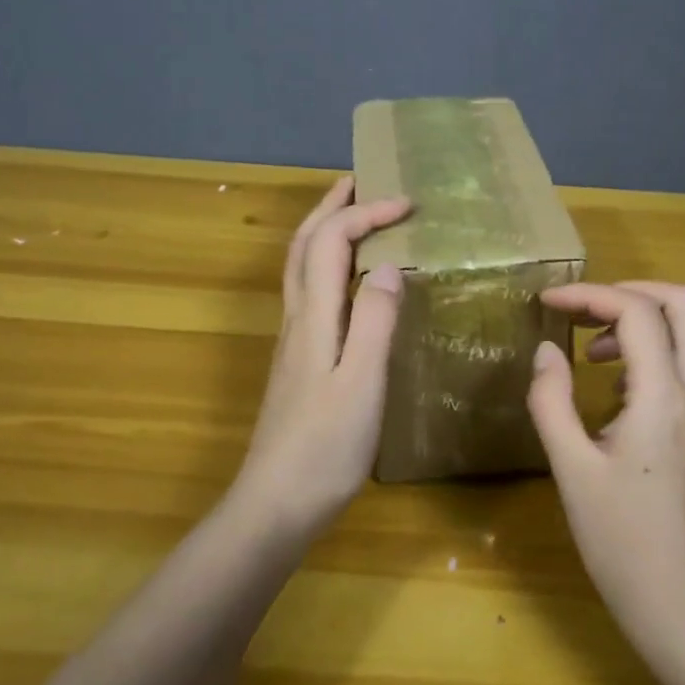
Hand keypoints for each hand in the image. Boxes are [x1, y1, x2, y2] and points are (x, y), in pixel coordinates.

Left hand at [231, 176, 410, 539]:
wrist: (276, 503)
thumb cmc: (325, 447)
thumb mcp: (362, 383)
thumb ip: (375, 321)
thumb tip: (387, 265)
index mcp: (314, 317)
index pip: (332, 242)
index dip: (366, 214)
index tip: (408, 204)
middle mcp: (297, 319)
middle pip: (303, 245)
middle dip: (329, 207)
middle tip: (358, 181)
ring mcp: (293, 340)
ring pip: (300, 267)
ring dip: (322, 231)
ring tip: (351, 215)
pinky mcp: (298, 360)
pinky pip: (309, 292)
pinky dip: (326, 264)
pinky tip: (347, 280)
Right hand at [526, 281, 684, 659]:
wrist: (682, 603)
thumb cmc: (620, 540)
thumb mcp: (570, 469)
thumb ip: (551, 400)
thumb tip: (547, 350)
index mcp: (663, 396)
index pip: (637, 312)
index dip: (589, 294)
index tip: (547, 303)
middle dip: (631, 291)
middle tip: (584, 311)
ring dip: (647, 318)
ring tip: (594, 347)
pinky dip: (659, 347)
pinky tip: (619, 385)